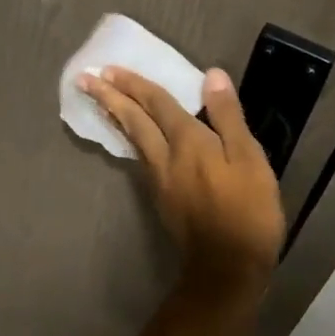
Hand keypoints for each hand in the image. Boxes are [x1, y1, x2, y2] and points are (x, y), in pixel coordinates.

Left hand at [79, 66, 284, 287]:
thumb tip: (210, 76)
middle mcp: (166, 157)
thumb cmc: (247, 211)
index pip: (157, 104)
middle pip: (134, 120)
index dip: (135, 84)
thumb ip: (228, 117)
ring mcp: (160, 180)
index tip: (108, 68)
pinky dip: (130, 139)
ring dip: (115, 116)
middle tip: (85, 79)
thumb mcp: (250, 159)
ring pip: (133, 139)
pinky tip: (131, 138)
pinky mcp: (161, 198)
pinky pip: (140, 158)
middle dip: (111, 97)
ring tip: (100, 101)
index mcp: (189, 142)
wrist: (226, 266)